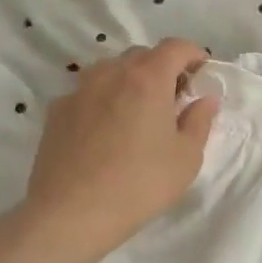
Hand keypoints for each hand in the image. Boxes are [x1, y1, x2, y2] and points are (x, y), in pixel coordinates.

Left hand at [18, 40, 220, 262]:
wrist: (71, 215)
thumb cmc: (140, 184)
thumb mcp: (186, 157)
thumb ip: (199, 121)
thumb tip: (205, 99)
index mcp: (147, 79)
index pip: (175, 47)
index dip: (194, 55)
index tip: (202, 74)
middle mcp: (110, 74)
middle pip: (142, 55)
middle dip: (163, 68)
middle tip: (175, 99)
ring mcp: (78, 91)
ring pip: (111, 71)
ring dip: (131, 81)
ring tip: (139, 113)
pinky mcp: (56, 113)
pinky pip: (88, 93)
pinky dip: (105, 100)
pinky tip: (108, 133)